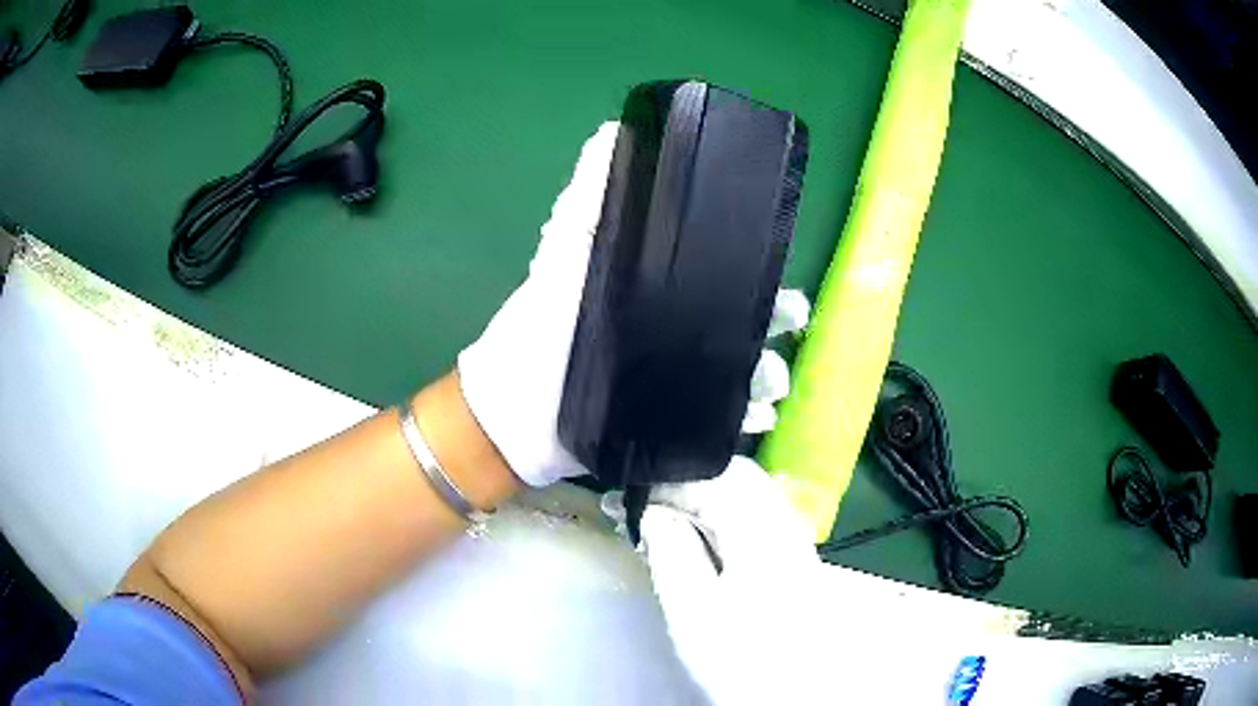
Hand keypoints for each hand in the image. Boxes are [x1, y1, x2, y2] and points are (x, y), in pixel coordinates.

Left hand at [458, 123, 807, 486]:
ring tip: (768, 385)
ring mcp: (678, 380)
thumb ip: (585, 203)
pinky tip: (756, 420)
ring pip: (742, 373)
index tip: (778, 262)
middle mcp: (675, 332)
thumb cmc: (538, 330)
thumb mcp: (563, 259)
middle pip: (742, 322)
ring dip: (766, 374)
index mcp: (658, 291)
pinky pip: (722, 421)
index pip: (720, 272)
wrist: (517, 414)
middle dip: (773, 321)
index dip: (754, 266)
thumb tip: (608, 131)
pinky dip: (745, 420)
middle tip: (790, 322)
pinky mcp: (672, 422)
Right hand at [639, 457, 832, 704]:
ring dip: (703, 498)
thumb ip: (671, 551)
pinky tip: (701, 539)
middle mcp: (784, 518)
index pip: (710, 475)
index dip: (664, 480)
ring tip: (664, 520)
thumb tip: (652, 511)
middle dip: (685, 483)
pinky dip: (722, 514)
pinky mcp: (795, 555)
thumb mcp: (694, 609)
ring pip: (746, 492)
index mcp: (760, 525)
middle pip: (733, 475)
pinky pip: (754, 513)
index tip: (626, 497)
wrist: (799, 692)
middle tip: (642, 507)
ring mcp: (794, 536)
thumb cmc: (742, 654)